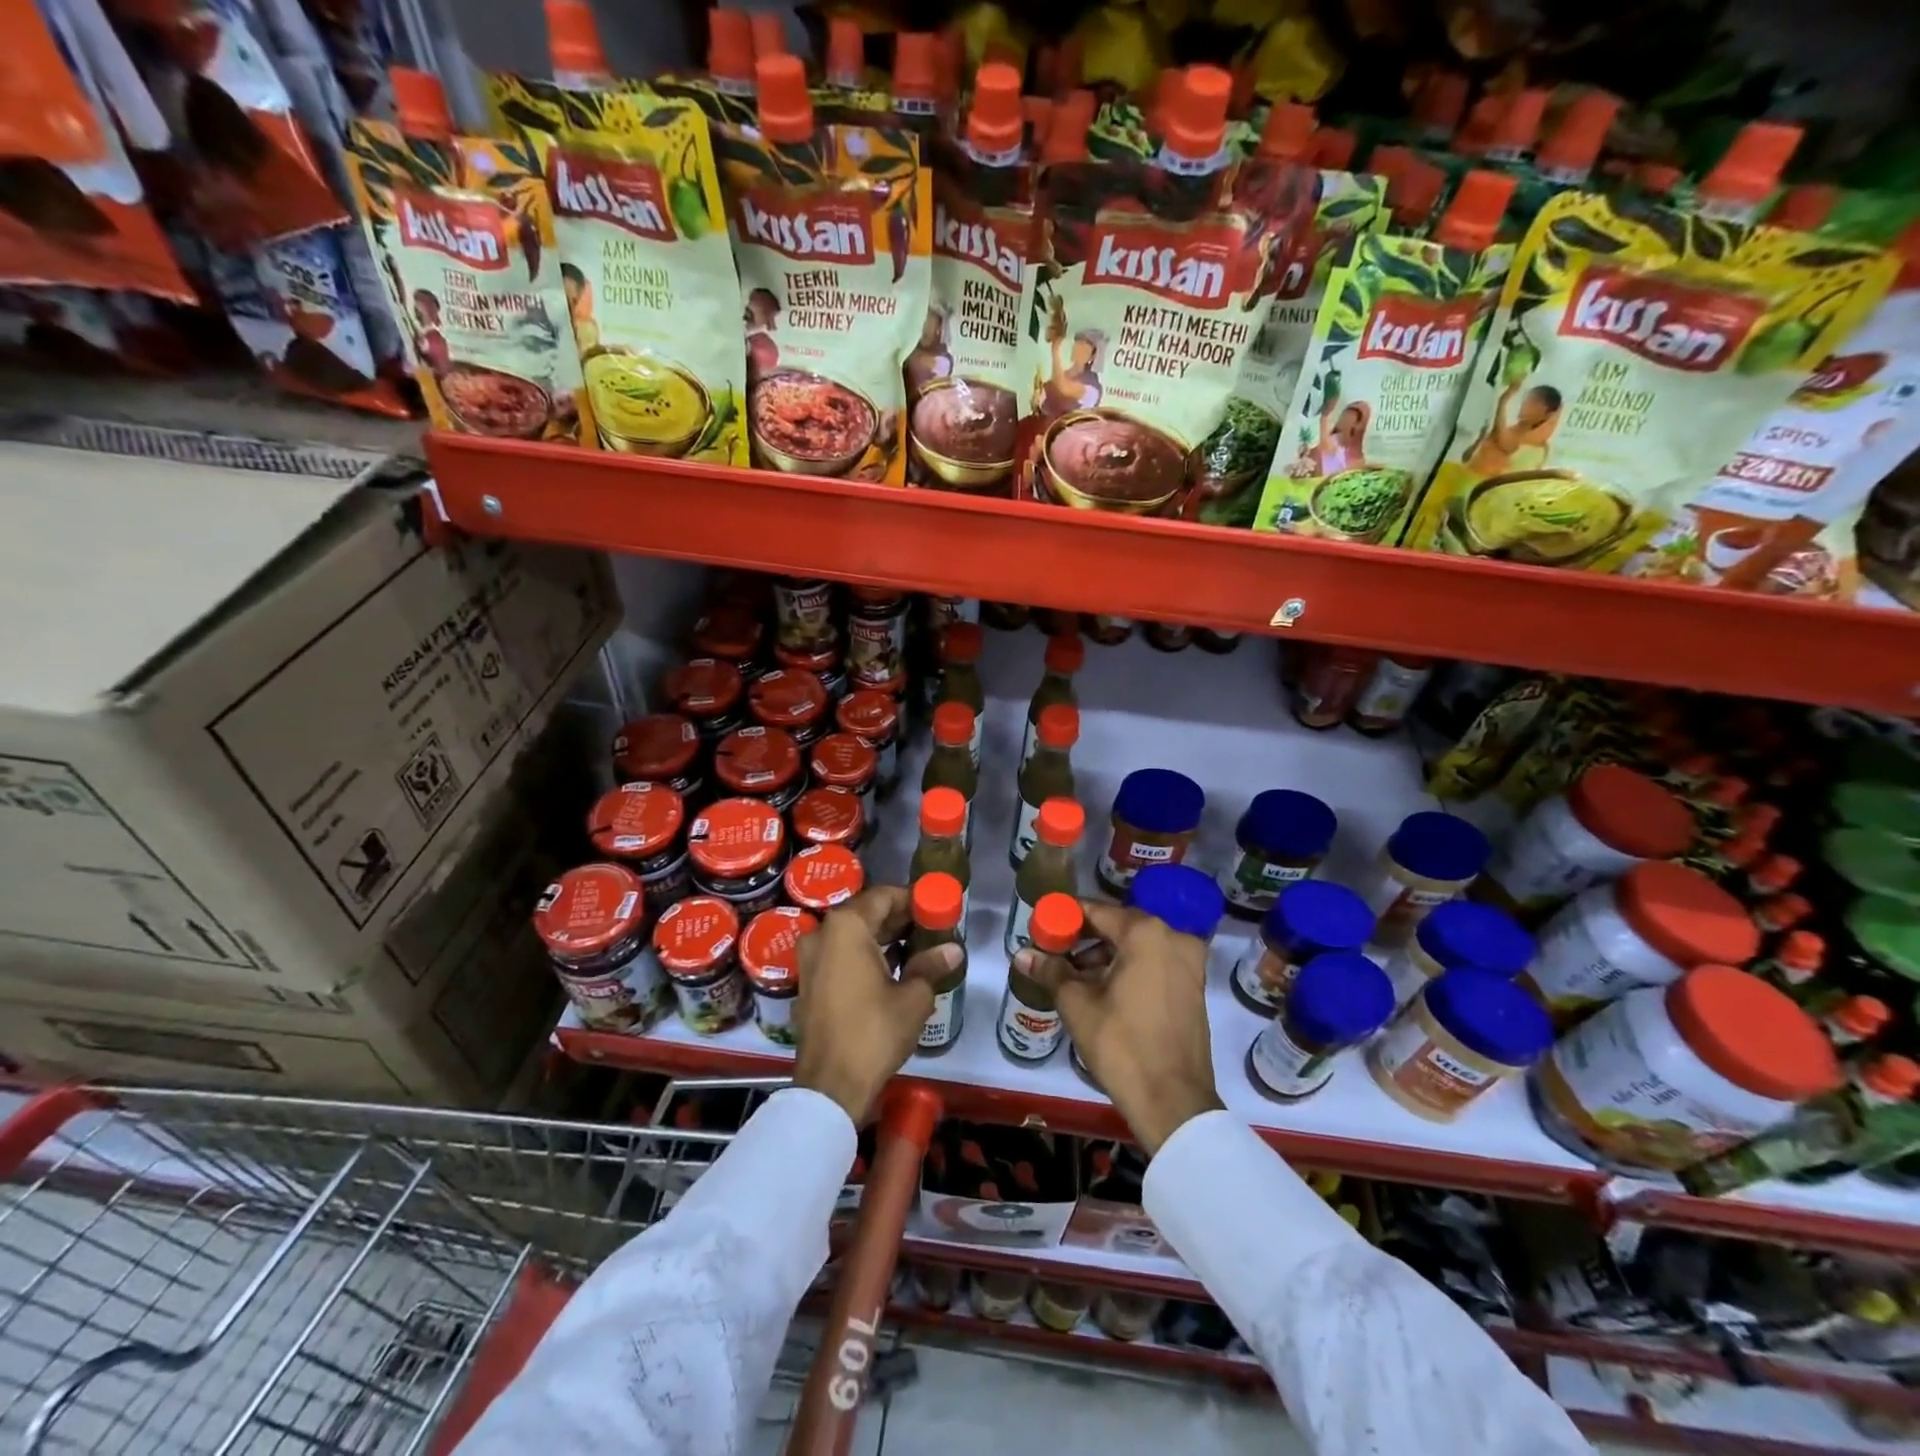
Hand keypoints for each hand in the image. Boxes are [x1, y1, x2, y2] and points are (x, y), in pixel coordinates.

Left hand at [793, 886, 959, 1123]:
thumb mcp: (913, 997)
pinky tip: (893, 968)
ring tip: (918, 948)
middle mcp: (822, 933)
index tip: (936, 908)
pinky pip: (840, 955)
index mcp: (846, 927)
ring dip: (883, 938)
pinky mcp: (808, 982)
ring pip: (852, 935)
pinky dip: (865, 955)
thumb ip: (931, 965)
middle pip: (866, 913)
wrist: (830, 1086)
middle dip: (899, 918)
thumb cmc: (874, 1032)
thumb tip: (953, 950)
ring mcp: (810, 958)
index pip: (883, 896)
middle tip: (931, 928)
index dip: (912, 899)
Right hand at [1016, 900, 1222, 1155]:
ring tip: (1074, 976)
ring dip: (1106, 955)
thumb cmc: (1122, 1045)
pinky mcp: (1194, 986)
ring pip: (1138, 946)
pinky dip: (1129, 968)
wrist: (1173, 1102)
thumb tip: (1022, 954)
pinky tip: (1103, 989)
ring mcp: (1189, 963)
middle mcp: (1174, 938)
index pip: (1097, 911)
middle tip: (1055, 952)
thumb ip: (1051, 971)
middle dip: (1085, 937)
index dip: (1066, 917)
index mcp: (1146, 934)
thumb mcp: (1078, 1005)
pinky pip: (1155, 963)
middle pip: (1119, 926)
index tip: (1043, 926)